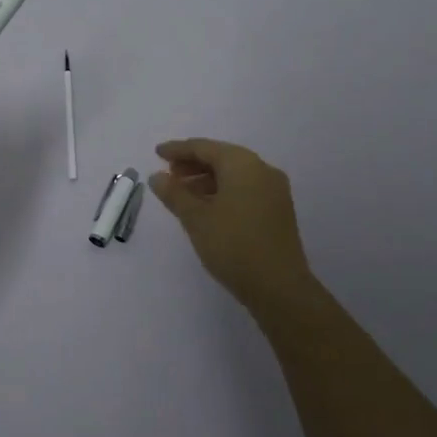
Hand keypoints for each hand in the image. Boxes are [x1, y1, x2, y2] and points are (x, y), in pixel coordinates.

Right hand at [150, 138, 314, 311]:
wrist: (280, 288)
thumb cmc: (233, 245)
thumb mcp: (196, 218)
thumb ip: (174, 193)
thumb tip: (157, 176)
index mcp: (242, 164)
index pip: (204, 147)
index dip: (178, 150)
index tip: (157, 154)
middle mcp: (262, 170)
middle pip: (221, 158)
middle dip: (193, 164)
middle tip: (168, 175)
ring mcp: (274, 191)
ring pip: (234, 175)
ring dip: (207, 180)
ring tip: (183, 195)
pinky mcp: (278, 211)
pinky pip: (245, 189)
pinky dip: (223, 192)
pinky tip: (207, 208)